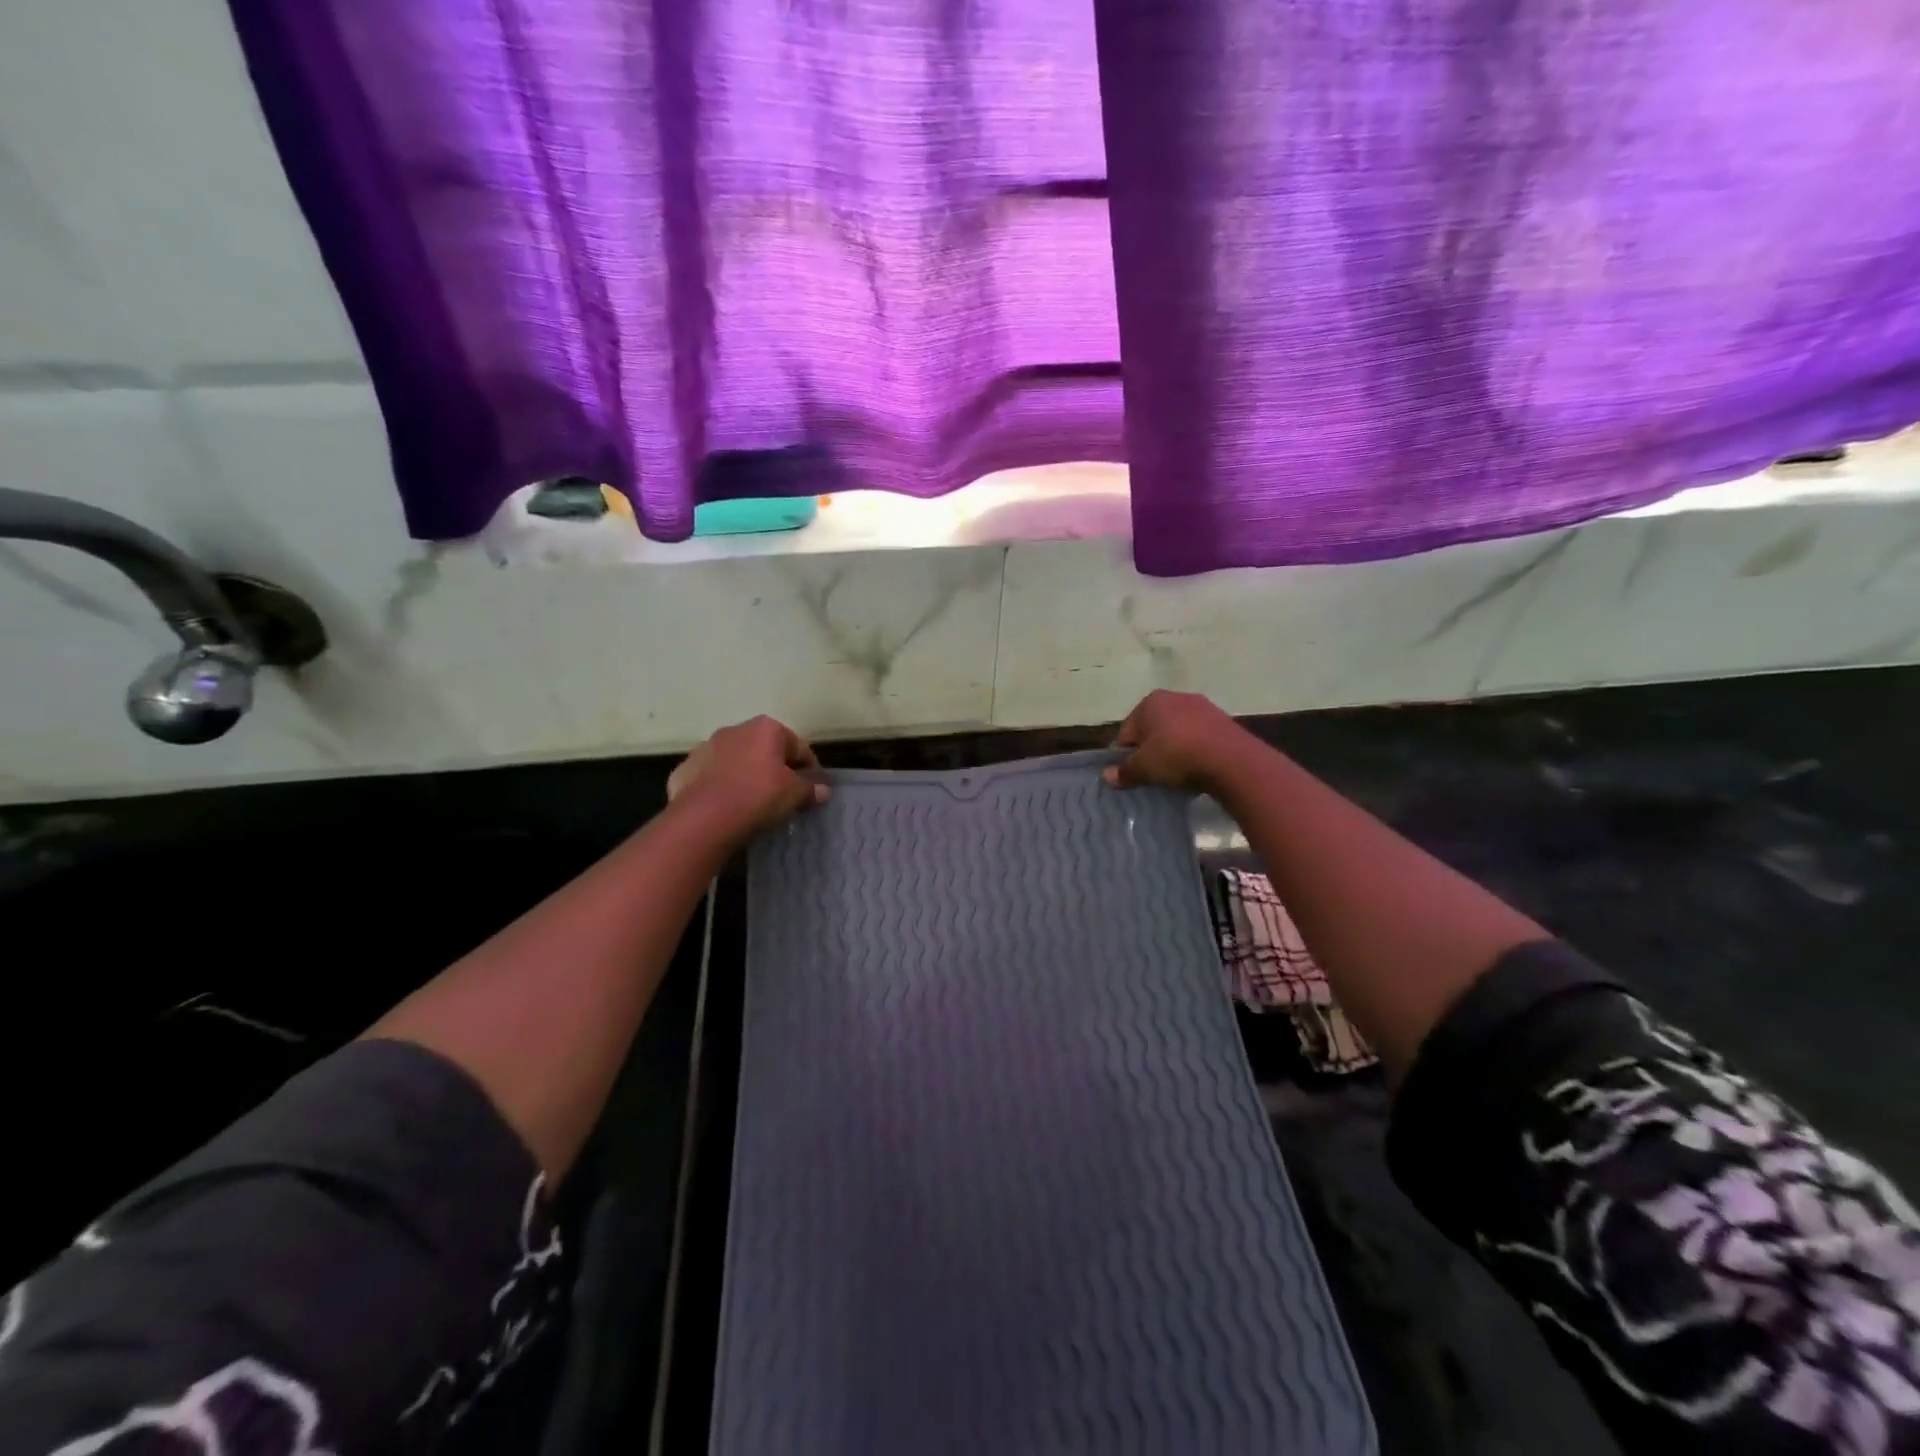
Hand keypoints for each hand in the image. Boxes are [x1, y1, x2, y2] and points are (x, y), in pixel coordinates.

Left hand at [668, 716, 827, 840]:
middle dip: (775, 768)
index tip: (813, 788)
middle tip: (783, 795)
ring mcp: (706, 747)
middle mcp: (735, 730)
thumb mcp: (794, 795)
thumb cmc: (758, 796)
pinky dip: (720, 787)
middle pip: (765, 749)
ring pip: (735, 761)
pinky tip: (726, 807)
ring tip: (752, 803)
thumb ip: (810, 789)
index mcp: (766, 728)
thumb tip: (823, 790)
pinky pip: (711, 777)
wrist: (704, 818)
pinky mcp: (685, 769)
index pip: (798, 746)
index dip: (809, 768)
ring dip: (746, 775)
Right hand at [1103, 690, 1251, 793]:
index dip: (1126, 754)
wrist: (1230, 759)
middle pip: (1152, 728)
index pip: (1126, 731)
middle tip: (1154, 774)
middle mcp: (1174, 696)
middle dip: (1151, 749)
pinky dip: (1194, 749)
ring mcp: (1201, 706)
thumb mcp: (1144, 768)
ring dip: (1173, 748)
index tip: (1131, 773)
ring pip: (1177, 731)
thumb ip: (1124, 771)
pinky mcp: (1222, 719)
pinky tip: (1197, 766)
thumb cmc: (1176, 756)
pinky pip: (1199, 736)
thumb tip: (1107, 776)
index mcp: (1149, 702)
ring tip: (1177, 772)